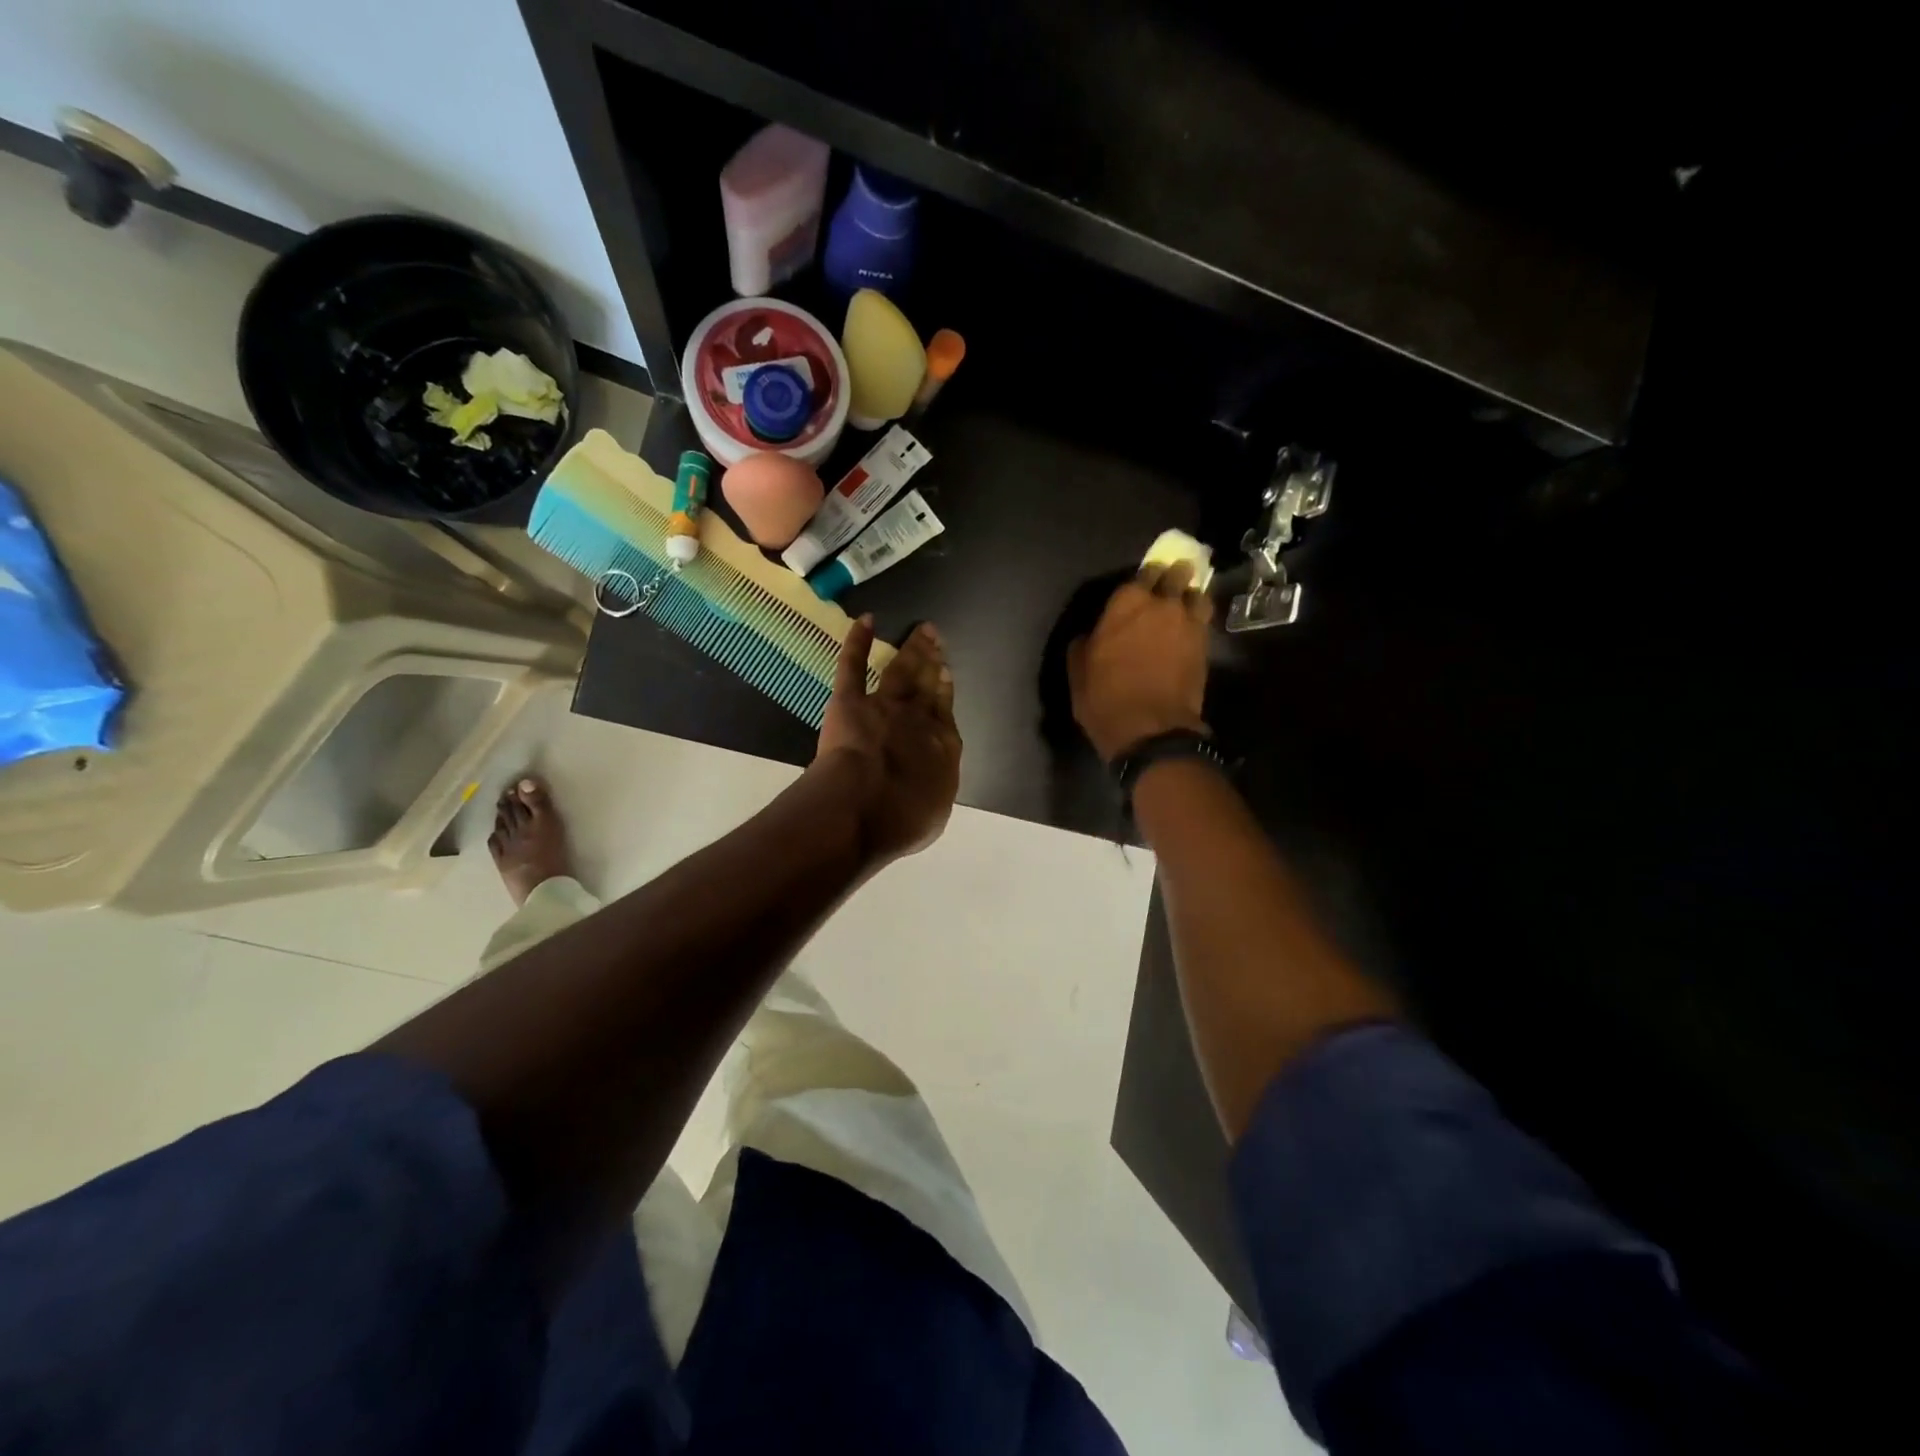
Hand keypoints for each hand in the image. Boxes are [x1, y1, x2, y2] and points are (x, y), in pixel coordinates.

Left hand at [815, 617, 961, 862]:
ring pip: (901, 671)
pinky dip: (858, 642)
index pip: (945, 711)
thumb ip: (933, 788)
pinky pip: (853, 666)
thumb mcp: (933, 813)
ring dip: (911, 648)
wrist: (862, 806)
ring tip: (920, 630)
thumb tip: (931, 781)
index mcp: (942, 746)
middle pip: (927, 684)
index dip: (945, 690)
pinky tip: (866, 621)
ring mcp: (884, 706)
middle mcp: (918, 719)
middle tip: (935, 636)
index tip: (945, 672)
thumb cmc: (901, 819)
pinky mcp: (850, 702)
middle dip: (932, 659)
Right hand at [1068, 562, 1212, 761]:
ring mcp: (1188, 623)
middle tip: (1170, 581)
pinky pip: (1204, 620)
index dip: (1145, 577)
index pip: (1142, 573)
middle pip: (1176, 575)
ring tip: (1185, 603)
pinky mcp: (1206, 645)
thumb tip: (1091, 635)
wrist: (1150, 729)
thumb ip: (1085, 643)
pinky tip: (1191, 627)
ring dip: (1190, 595)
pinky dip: (1199, 619)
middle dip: (1173, 575)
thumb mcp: (1078, 671)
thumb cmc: (1105, 698)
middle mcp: (1161, 604)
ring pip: (1197, 594)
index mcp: (1126, 603)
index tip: (1142, 584)